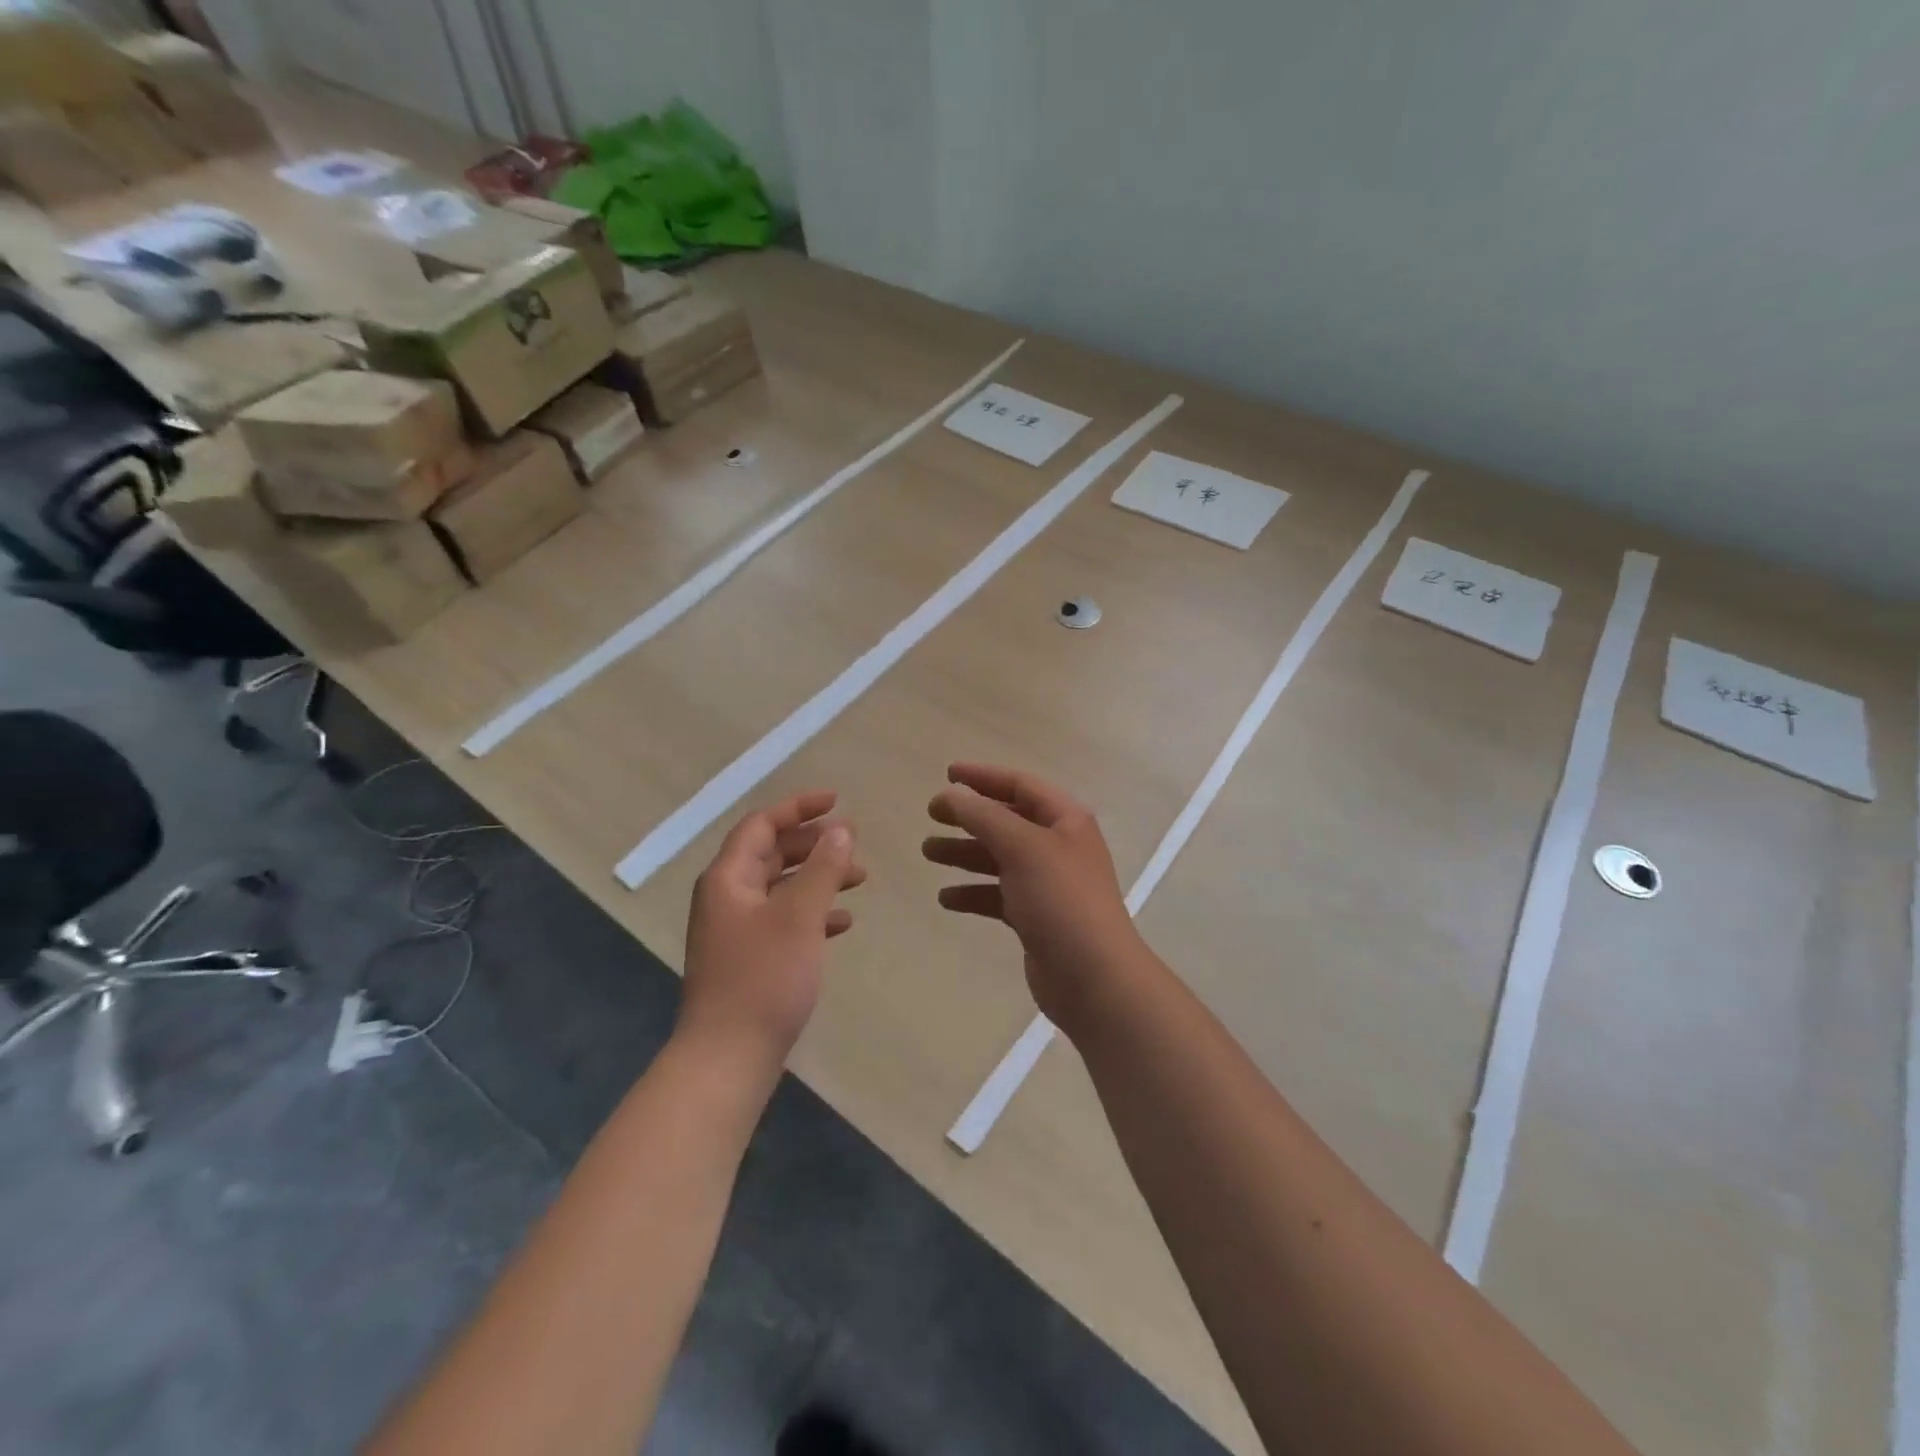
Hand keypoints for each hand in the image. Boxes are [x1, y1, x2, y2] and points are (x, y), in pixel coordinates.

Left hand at [678, 791, 864, 1071]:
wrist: (728, 1057)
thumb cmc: (763, 978)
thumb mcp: (800, 916)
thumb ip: (823, 868)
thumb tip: (840, 829)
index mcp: (728, 878)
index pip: (761, 825)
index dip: (799, 807)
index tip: (838, 801)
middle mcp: (727, 897)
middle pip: (771, 853)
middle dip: (814, 843)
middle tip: (853, 842)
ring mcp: (736, 930)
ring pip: (781, 886)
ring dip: (818, 877)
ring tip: (859, 878)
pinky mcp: (749, 958)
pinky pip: (784, 919)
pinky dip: (813, 912)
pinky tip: (843, 922)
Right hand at [923, 763, 1147, 1029]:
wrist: (1093, 977)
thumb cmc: (1060, 900)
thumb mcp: (1022, 847)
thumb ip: (983, 816)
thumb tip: (952, 794)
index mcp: (1065, 820)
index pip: (1021, 785)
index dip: (984, 777)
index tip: (947, 774)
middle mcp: (1058, 846)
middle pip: (1007, 820)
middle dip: (969, 816)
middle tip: (931, 815)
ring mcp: (1048, 883)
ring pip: (999, 858)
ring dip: (964, 852)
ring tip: (928, 852)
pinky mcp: (1036, 917)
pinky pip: (998, 895)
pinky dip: (973, 892)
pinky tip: (946, 898)